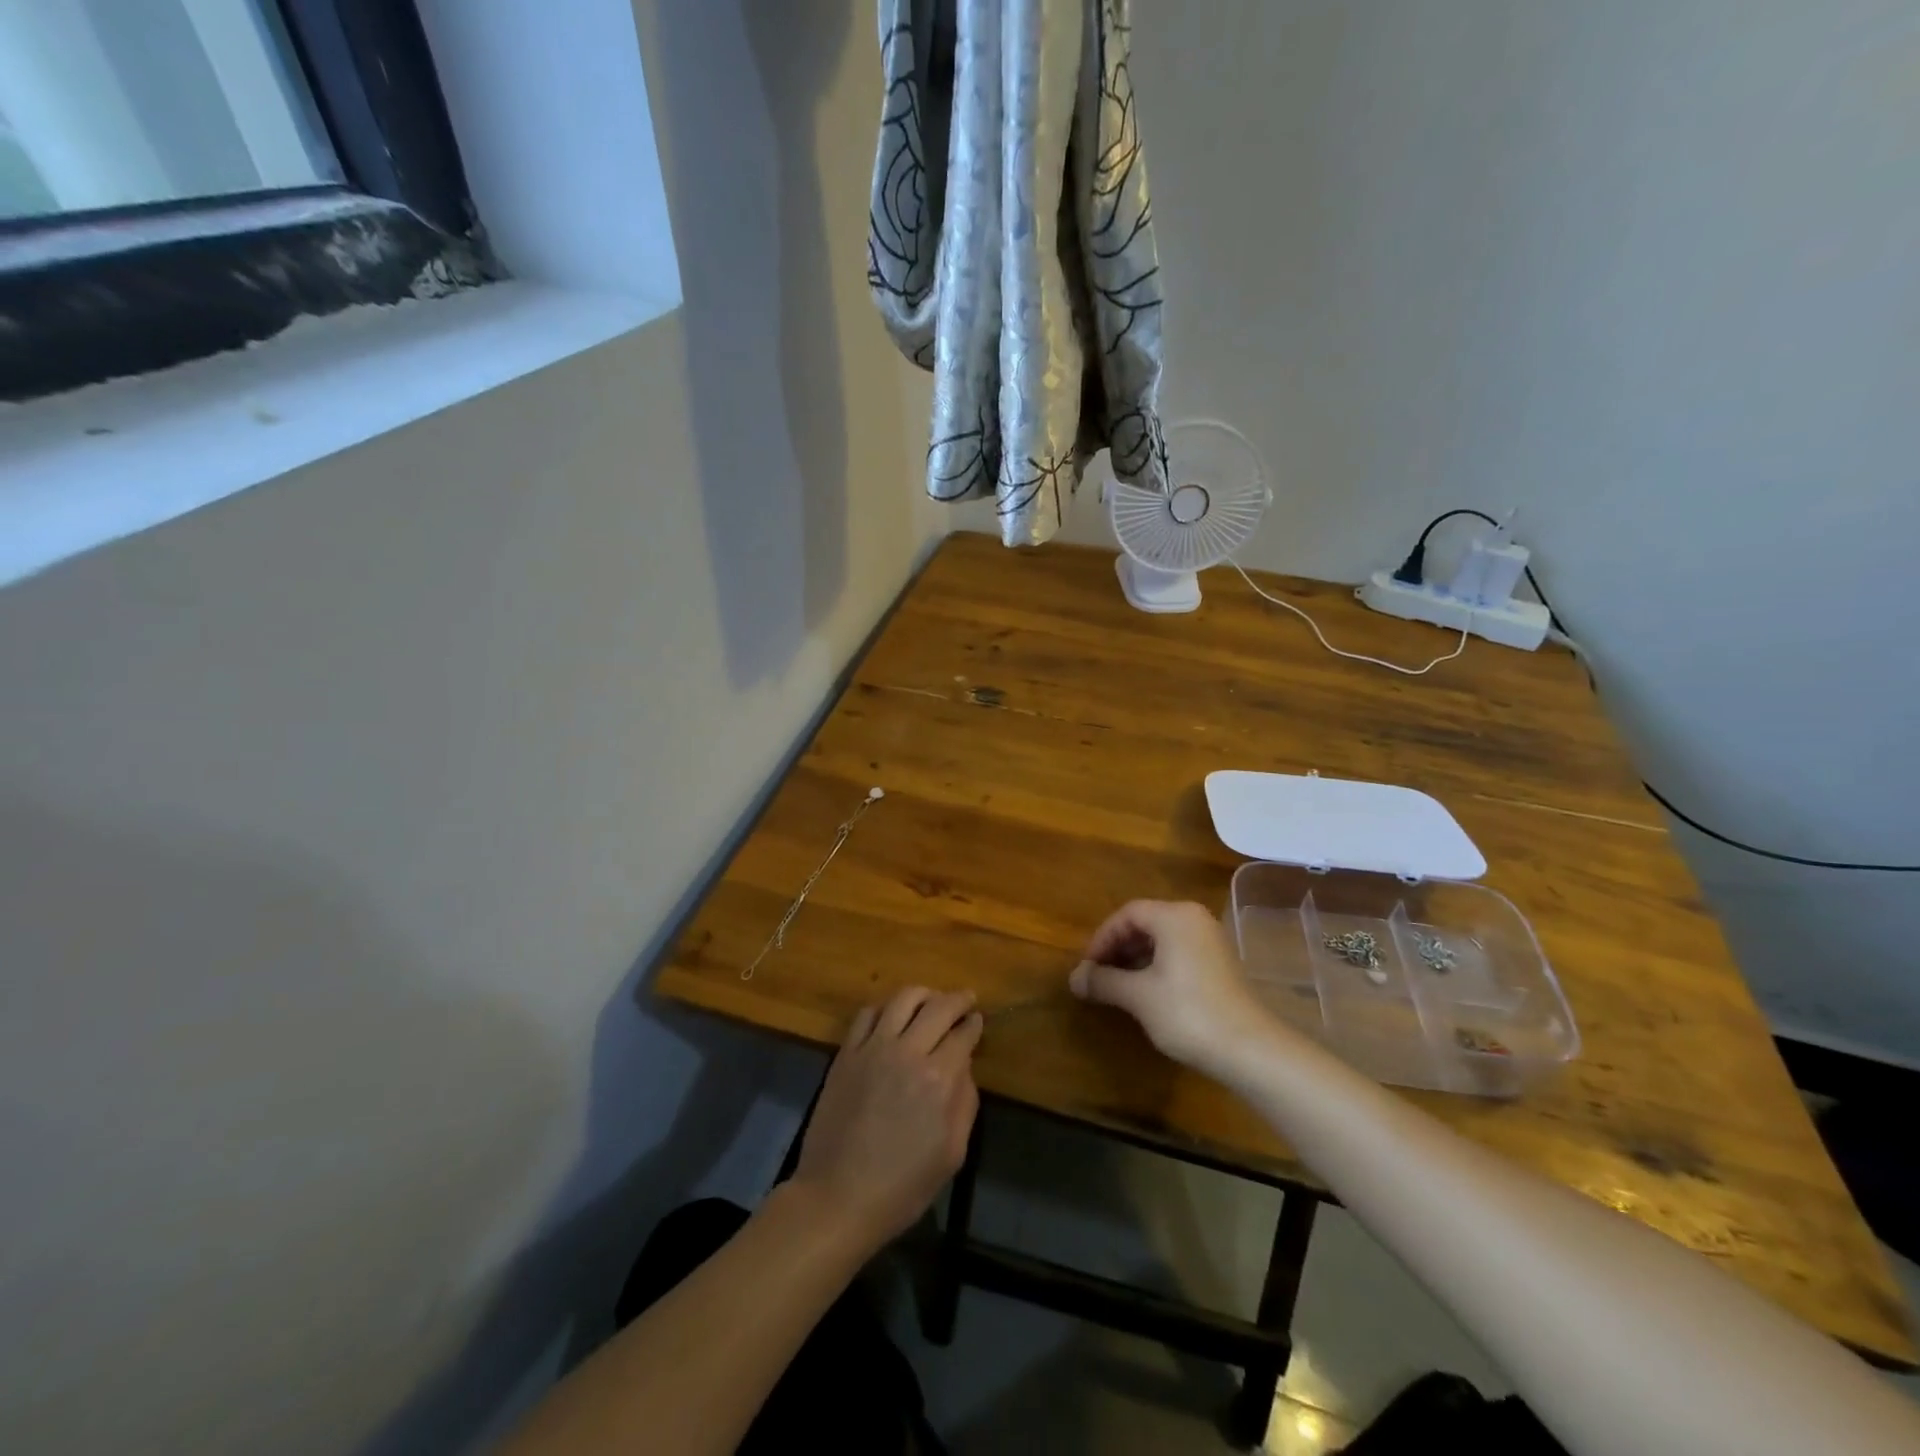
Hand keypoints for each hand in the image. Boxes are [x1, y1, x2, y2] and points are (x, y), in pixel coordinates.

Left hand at [791, 987, 982, 1249]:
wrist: (838, 1197)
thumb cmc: (902, 1186)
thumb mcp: (952, 1154)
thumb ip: (964, 1103)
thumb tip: (964, 1067)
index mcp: (938, 1078)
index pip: (963, 1034)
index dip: (974, 1024)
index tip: (978, 1020)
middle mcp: (907, 1052)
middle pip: (938, 1006)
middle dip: (957, 999)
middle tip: (965, 999)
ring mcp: (873, 1048)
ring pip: (902, 999)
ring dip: (923, 994)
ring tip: (931, 999)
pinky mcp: (846, 1053)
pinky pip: (867, 1014)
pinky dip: (886, 1007)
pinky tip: (892, 1016)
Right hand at [1069, 900, 1274, 1072]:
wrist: (1251, 1050)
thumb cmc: (1188, 1013)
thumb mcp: (1138, 996)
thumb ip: (1103, 981)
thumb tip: (1073, 978)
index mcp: (1175, 916)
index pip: (1127, 914)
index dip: (1101, 938)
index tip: (1088, 966)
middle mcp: (1194, 919)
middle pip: (1145, 923)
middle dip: (1117, 948)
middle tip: (1099, 976)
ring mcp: (1210, 941)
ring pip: (1162, 940)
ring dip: (1135, 959)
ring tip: (1118, 987)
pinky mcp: (1220, 964)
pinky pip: (1178, 953)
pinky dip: (1156, 966)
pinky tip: (1147, 994)